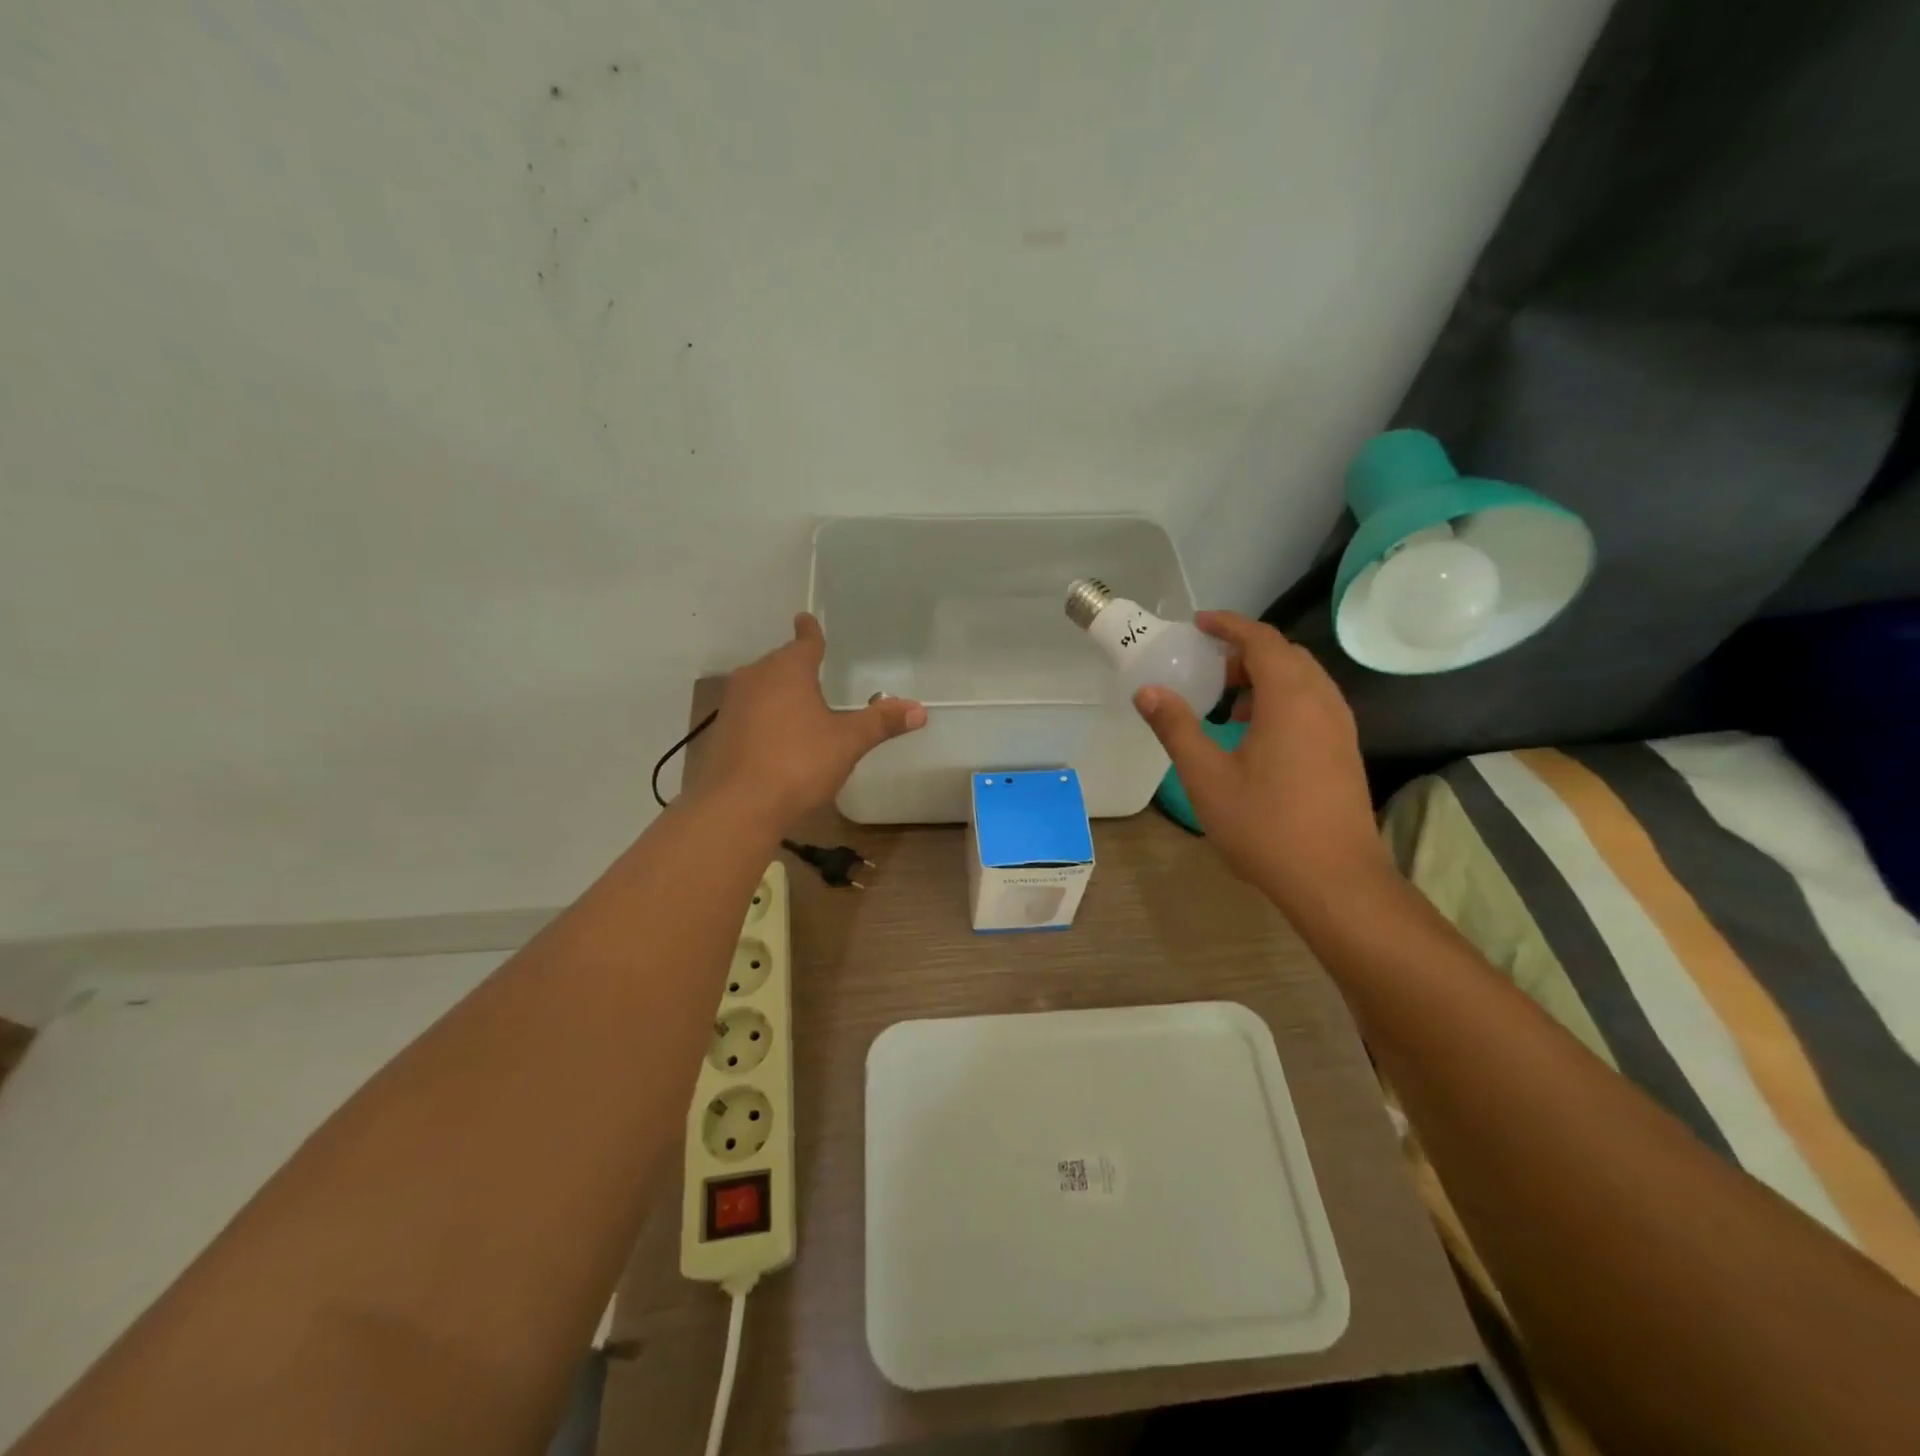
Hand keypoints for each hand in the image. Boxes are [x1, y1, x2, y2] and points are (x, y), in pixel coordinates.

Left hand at [697, 613, 926, 828]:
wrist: (737, 806)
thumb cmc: (798, 763)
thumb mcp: (848, 742)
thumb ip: (881, 722)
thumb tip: (920, 709)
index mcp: (788, 670)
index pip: (804, 642)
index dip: (810, 632)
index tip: (806, 618)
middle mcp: (755, 677)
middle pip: (780, 663)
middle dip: (797, 665)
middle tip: (815, 670)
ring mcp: (733, 705)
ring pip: (762, 687)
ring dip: (779, 692)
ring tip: (799, 705)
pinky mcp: (721, 732)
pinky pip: (749, 713)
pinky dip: (764, 717)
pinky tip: (776, 738)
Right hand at [1132, 612, 1388, 907]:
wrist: (1335, 880)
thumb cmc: (1266, 825)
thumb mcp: (1206, 776)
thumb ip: (1176, 728)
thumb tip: (1148, 691)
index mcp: (1290, 698)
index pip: (1262, 639)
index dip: (1229, 625)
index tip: (1198, 623)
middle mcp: (1323, 701)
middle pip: (1285, 655)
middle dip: (1245, 652)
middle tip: (1207, 669)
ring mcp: (1340, 727)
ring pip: (1303, 680)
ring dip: (1264, 678)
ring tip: (1227, 705)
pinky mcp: (1345, 750)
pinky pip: (1312, 703)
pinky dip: (1282, 700)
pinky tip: (1256, 736)